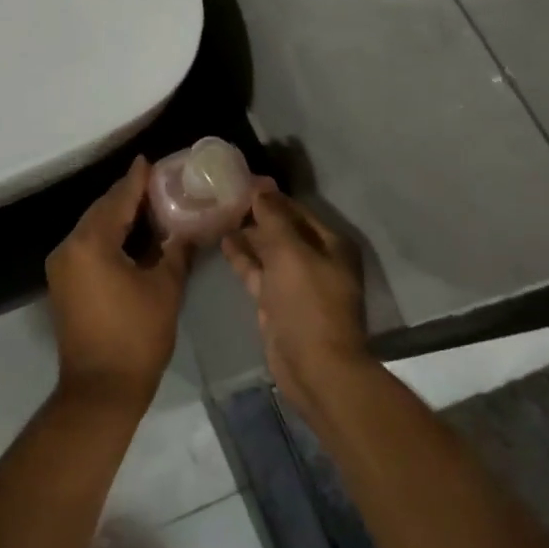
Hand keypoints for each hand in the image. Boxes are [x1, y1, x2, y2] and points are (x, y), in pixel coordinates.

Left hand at [45, 158, 192, 408]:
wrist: (100, 389)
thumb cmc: (137, 336)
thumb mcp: (164, 289)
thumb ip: (174, 251)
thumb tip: (184, 231)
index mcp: (91, 243)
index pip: (117, 201)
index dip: (136, 180)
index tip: (149, 161)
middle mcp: (69, 247)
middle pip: (100, 211)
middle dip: (126, 196)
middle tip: (155, 182)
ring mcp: (61, 266)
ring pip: (91, 228)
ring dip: (116, 216)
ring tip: (147, 204)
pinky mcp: (63, 283)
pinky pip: (86, 246)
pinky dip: (107, 236)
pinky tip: (130, 235)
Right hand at [221, 185, 371, 406]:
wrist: (314, 366)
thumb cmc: (308, 303)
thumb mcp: (290, 252)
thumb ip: (274, 218)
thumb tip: (261, 187)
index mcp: (330, 244)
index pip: (296, 209)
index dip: (270, 195)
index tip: (241, 181)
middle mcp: (316, 259)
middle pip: (283, 228)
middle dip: (256, 214)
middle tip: (223, 195)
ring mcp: (296, 283)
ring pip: (269, 250)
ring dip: (247, 234)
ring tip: (218, 213)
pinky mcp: (278, 302)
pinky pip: (259, 272)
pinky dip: (243, 258)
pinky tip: (223, 241)